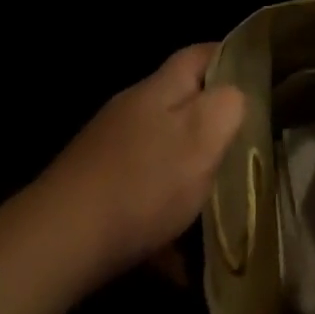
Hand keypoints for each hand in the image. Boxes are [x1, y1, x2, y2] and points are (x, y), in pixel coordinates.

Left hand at [33, 44, 244, 286]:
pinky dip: (160, 218)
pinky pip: (139, 195)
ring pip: (161, 151)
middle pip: (181, 103)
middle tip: (243, 148)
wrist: (56, 243)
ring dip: (186, 174)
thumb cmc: (142, 183)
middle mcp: (132, 109)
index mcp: (160, 89)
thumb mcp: (203, 137)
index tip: (258, 78)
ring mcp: (108, 148)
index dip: (231, 58)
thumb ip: (228, 106)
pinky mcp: (92, 188)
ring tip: (213, 207)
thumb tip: (236, 94)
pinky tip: (174, 260)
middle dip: (211, 124)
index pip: (201, 53)